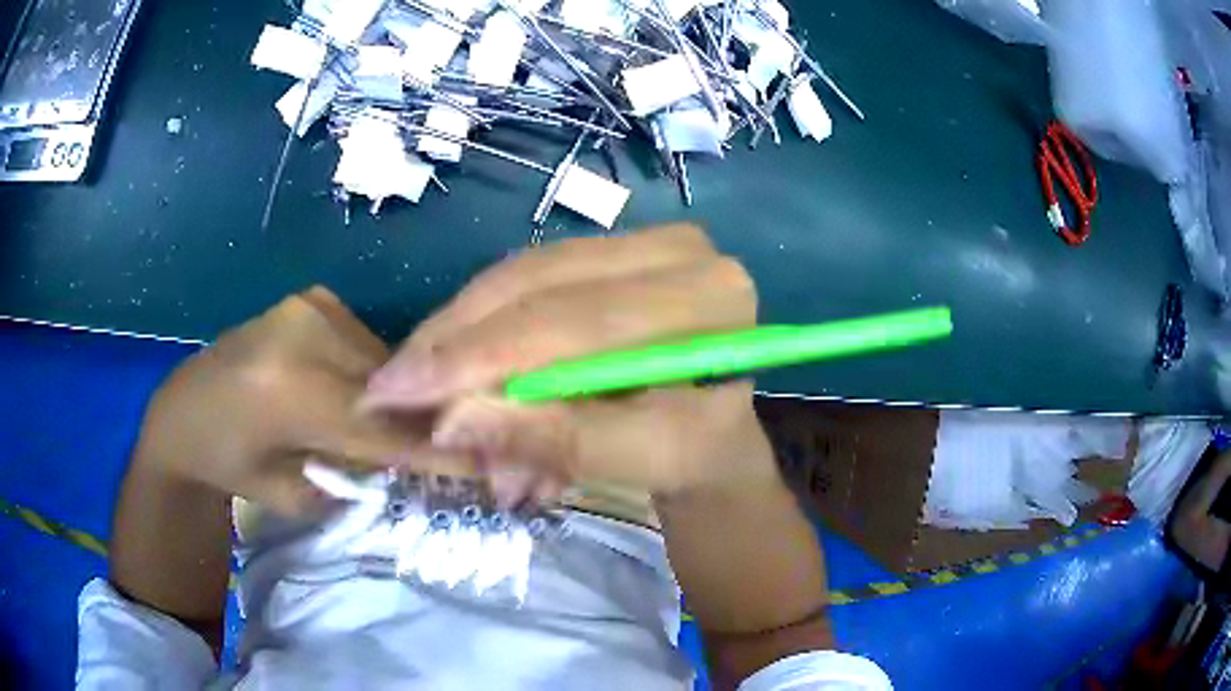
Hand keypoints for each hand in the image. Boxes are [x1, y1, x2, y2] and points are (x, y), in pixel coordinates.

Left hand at [133, 287, 423, 514]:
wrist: (182, 412)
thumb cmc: (226, 463)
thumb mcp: (287, 493)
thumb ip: (352, 476)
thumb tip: (409, 462)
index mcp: (284, 390)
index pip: (378, 425)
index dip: (432, 448)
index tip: (485, 465)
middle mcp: (300, 333)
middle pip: (388, 383)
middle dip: (421, 420)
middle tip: (452, 450)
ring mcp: (305, 306)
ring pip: (381, 359)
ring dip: (398, 396)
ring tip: (401, 429)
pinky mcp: (309, 299)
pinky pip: (364, 343)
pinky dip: (375, 375)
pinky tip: (365, 398)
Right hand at [361, 225, 777, 503]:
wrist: (712, 437)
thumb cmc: (691, 455)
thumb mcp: (638, 460)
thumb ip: (554, 440)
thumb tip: (451, 422)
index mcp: (707, 298)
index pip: (573, 319)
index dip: (477, 357)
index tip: (396, 394)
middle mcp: (679, 250)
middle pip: (537, 284)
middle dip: (452, 342)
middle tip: (388, 390)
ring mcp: (642, 241)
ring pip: (519, 276)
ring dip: (457, 338)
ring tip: (415, 390)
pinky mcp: (610, 251)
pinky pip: (524, 279)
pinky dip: (479, 328)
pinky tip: (450, 369)